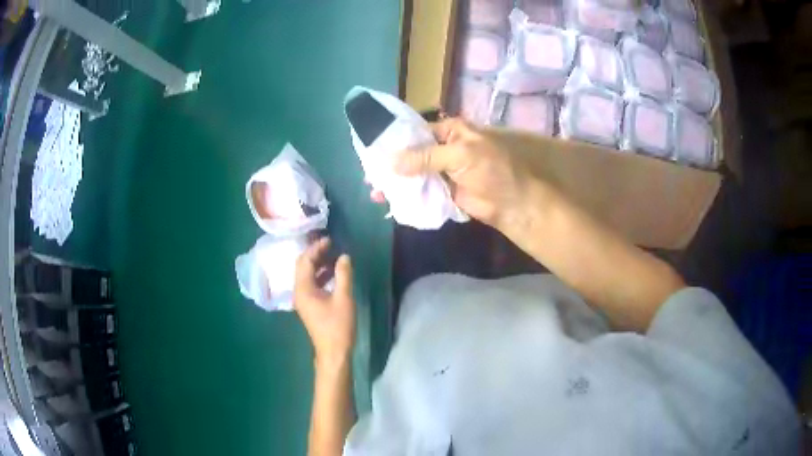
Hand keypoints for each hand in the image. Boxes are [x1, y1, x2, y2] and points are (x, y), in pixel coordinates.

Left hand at [294, 238, 355, 367]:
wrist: (333, 352)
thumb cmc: (338, 326)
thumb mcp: (344, 298)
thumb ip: (343, 275)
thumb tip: (344, 256)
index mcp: (303, 289)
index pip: (305, 261)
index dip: (316, 248)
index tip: (330, 240)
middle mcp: (299, 292)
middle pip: (303, 266)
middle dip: (315, 254)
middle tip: (331, 245)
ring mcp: (303, 299)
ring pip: (307, 275)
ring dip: (319, 264)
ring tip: (334, 256)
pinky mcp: (309, 305)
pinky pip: (311, 284)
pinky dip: (321, 275)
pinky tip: (334, 274)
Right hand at [388, 118, 548, 236]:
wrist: (512, 203)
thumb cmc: (492, 170)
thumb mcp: (460, 155)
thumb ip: (426, 157)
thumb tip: (391, 162)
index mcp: (451, 132)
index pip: (417, 131)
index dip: (396, 139)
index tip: (372, 149)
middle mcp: (444, 149)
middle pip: (413, 154)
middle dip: (392, 163)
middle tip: (369, 174)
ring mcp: (443, 171)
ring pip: (415, 174)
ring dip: (397, 182)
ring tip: (374, 191)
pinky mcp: (444, 192)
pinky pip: (422, 191)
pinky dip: (407, 196)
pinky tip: (389, 201)